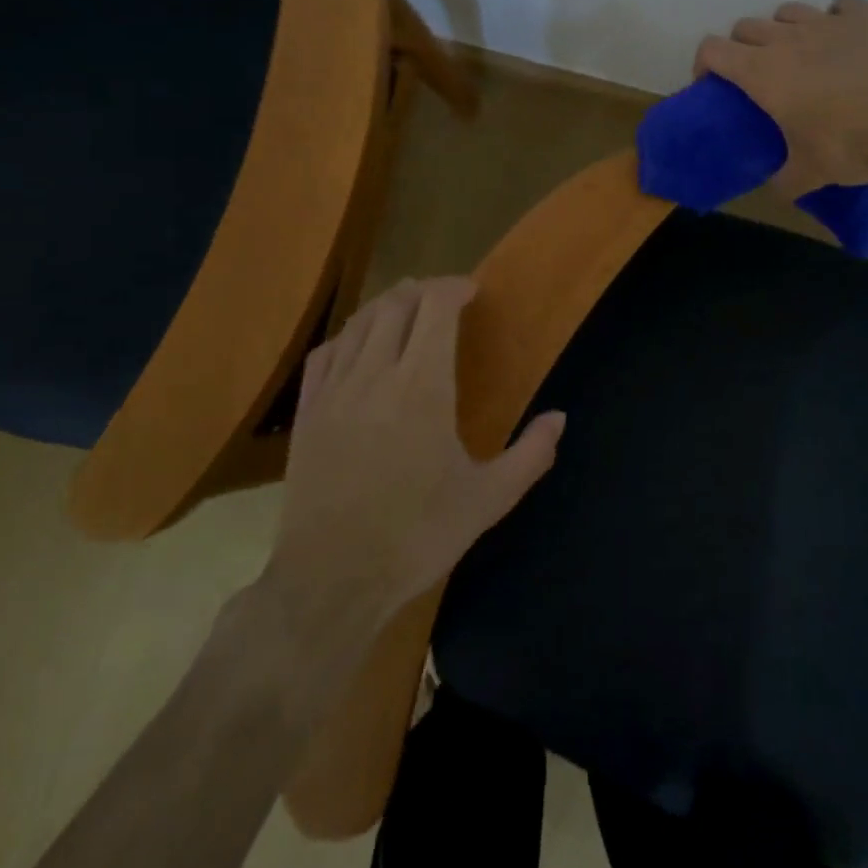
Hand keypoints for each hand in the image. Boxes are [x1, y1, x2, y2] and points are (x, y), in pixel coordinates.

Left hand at [272, 277, 563, 618]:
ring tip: (407, 310)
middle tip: (444, 299)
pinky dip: (348, 335)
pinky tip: (358, 344)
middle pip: (396, 304)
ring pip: (359, 322)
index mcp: (423, 386)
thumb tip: (559, 417)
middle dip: (423, 291)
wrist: (332, 579)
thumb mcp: (488, 500)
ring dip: (387, 306)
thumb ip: (530, 454)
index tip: (471, 290)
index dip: (453, 287)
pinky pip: (325, 352)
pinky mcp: (308, 412)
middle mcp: (376, 374)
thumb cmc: (417, 536)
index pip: (434, 308)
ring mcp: (335, 391)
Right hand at [693, 0, 867, 195]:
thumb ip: (786, 180)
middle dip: (742, 47)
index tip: (712, 84)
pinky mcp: (866, 14)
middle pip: (746, 26)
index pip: (712, 50)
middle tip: (757, 74)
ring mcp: (827, 21)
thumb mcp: (811, 174)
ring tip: (800, 52)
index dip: (704, 64)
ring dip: (784, 28)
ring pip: (788, 10)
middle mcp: (787, 39)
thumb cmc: (851, 143)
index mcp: (761, 73)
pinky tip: (846, 35)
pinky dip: (836, 15)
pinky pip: (840, 2)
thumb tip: (779, 189)